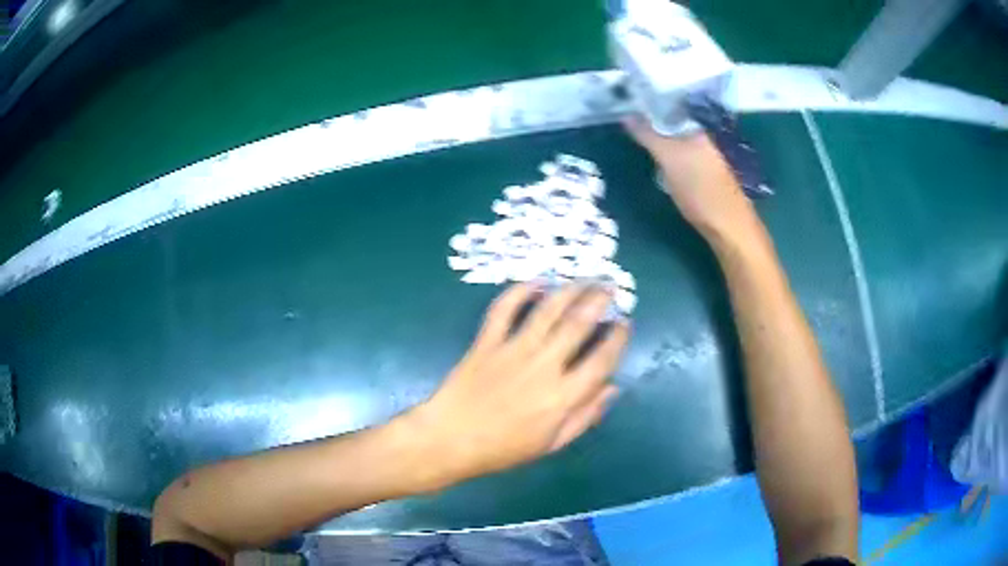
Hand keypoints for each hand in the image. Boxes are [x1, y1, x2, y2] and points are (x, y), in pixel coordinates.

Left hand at [409, 283, 628, 486]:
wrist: (449, 440)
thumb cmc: (502, 449)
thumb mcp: (551, 444)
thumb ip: (584, 416)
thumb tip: (612, 388)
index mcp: (562, 396)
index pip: (602, 360)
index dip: (618, 338)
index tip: (625, 323)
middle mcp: (543, 366)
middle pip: (578, 324)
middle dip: (599, 300)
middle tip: (609, 286)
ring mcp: (513, 350)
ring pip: (547, 310)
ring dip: (569, 290)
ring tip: (584, 279)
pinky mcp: (487, 342)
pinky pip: (504, 310)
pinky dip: (520, 291)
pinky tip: (536, 282)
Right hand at [623, 115, 761, 244]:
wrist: (728, 225)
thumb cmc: (700, 189)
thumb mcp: (670, 159)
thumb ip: (648, 135)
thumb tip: (626, 114)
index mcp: (695, 126)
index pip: (667, 105)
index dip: (647, 103)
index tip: (625, 102)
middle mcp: (700, 136)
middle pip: (669, 121)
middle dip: (649, 120)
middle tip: (624, 120)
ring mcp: (702, 155)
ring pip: (673, 138)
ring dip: (655, 138)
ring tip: (634, 136)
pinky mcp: (701, 173)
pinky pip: (677, 154)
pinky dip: (664, 153)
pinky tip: (655, 160)